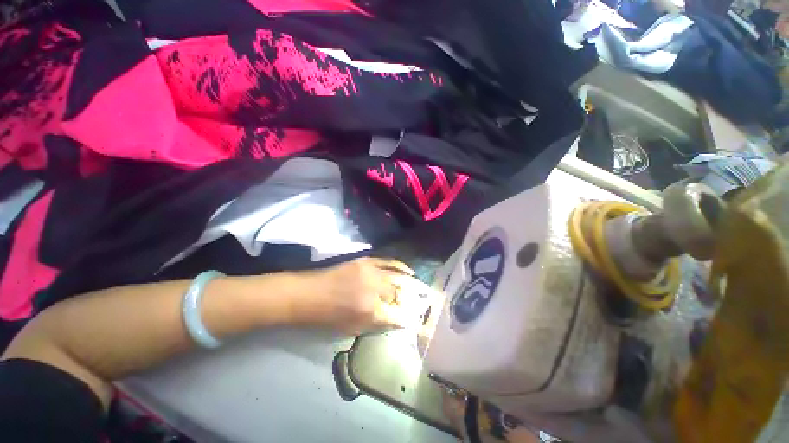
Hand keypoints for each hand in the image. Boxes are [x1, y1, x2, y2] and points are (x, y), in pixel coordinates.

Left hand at [302, 257, 429, 334]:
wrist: (310, 294)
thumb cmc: (329, 317)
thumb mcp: (353, 329)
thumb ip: (379, 324)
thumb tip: (399, 320)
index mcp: (370, 311)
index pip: (398, 315)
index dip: (409, 318)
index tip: (418, 319)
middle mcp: (374, 290)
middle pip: (401, 293)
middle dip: (414, 297)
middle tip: (425, 299)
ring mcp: (371, 272)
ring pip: (398, 276)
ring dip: (412, 281)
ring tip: (421, 285)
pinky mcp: (366, 261)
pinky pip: (389, 262)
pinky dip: (401, 266)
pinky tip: (408, 271)